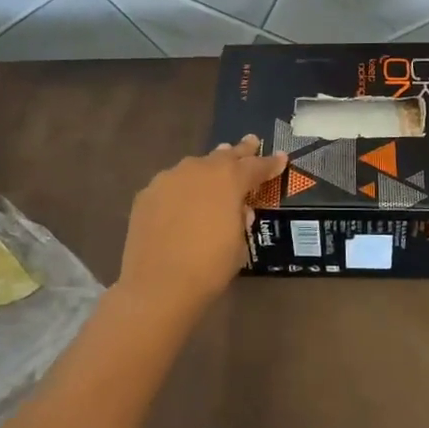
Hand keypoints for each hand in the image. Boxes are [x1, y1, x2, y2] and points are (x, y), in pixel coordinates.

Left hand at [119, 135, 286, 316]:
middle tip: (251, 142)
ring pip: (195, 166)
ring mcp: (169, 178)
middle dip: (240, 151)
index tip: (282, 158)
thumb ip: (240, 219)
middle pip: (224, 155)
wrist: (158, 285)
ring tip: (215, 166)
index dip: (270, 163)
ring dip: (208, 167)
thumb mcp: (239, 244)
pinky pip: (171, 184)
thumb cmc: (209, 267)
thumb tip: (238, 209)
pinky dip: (181, 188)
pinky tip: (182, 199)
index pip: (256, 166)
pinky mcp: (147, 194)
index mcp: (229, 179)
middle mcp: (199, 169)